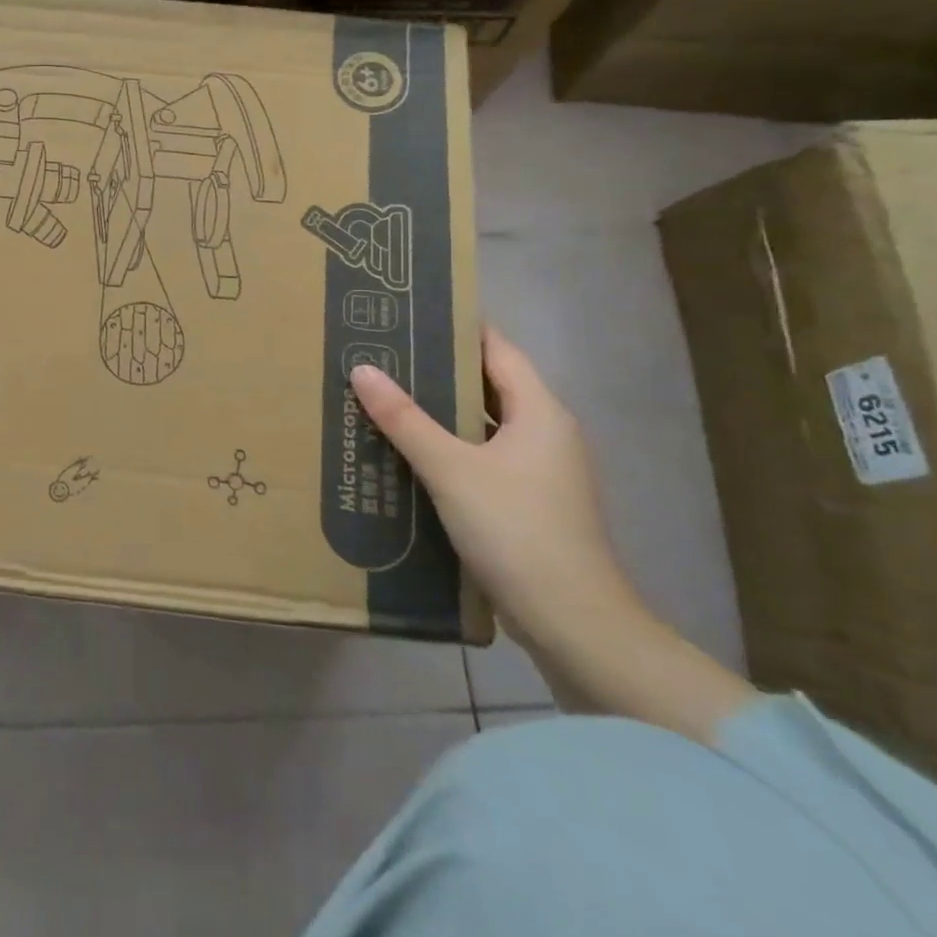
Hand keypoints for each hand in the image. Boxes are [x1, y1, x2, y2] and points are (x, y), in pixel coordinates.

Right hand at [349, 328, 645, 653]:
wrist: (574, 624)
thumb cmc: (516, 530)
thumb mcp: (451, 469)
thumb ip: (405, 419)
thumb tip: (362, 369)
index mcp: (539, 412)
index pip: (497, 348)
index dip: (458, 327)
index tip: (411, 312)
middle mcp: (546, 433)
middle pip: (488, 385)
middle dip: (439, 369)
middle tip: (384, 352)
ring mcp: (541, 472)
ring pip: (484, 425)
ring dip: (441, 411)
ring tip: (387, 396)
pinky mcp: (529, 504)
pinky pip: (483, 458)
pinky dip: (450, 448)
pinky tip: (409, 453)